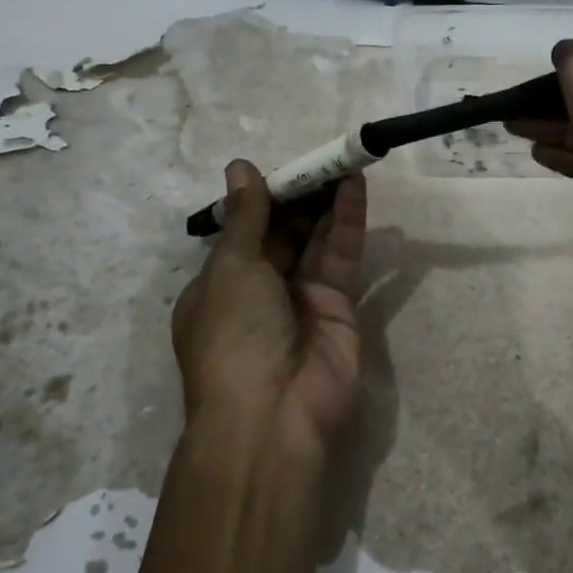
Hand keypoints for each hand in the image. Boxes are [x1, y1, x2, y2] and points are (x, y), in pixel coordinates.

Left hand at [171, 162, 367, 456]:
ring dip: (326, 201)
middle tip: (321, 157)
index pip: (243, 233)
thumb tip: (240, 167)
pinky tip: (354, 186)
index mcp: (219, 287)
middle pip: (283, 233)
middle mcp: (259, 292)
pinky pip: (341, 256)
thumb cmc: (233, 335)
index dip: (263, 199)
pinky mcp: (340, 307)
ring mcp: (301, 300)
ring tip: (342, 160)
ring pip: (315, 240)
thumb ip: (247, 216)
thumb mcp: (230, 268)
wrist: (273, 416)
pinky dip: (348, 221)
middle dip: (300, 197)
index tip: (284, 167)